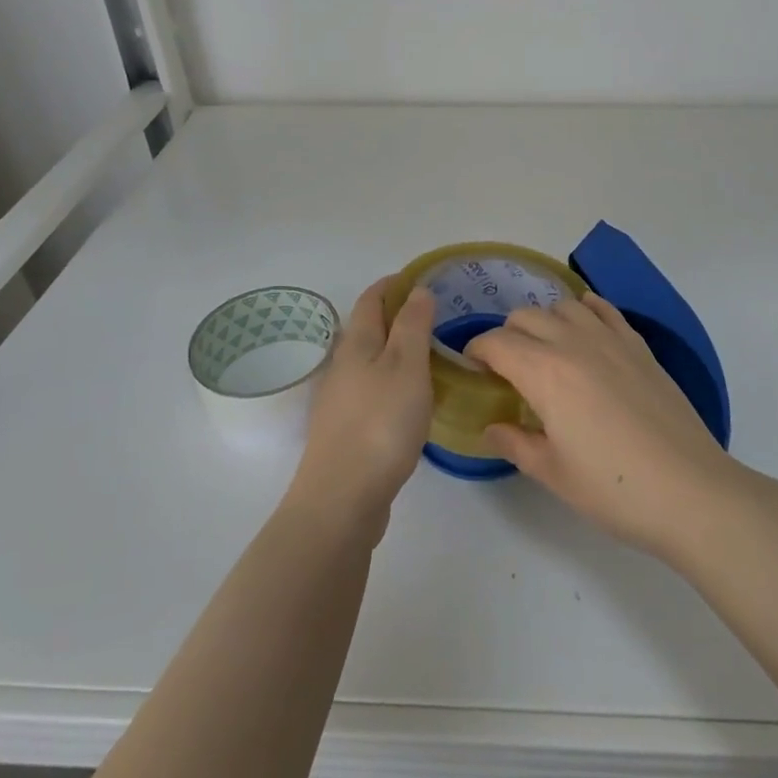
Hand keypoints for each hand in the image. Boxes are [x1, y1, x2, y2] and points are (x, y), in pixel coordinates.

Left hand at [285, 280, 434, 543]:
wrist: (341, 499)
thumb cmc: (380, 423)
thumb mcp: (407, 366)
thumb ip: (413, 326)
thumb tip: (416, 290)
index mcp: (357, 344)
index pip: (372, 298)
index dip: (394, 283)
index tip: (421, 278)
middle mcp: (343, 366)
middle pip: (368, 328)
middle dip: (397, 315)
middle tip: (436, 316)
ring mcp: (341, 400)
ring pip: (370, 361)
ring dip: (396, 350)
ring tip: (431, 354)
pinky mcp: (346, 431)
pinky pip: (372, 390)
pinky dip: (393, 381)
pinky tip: (412, 399)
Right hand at [465, 294, 743, 558]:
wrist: (690, 490)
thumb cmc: (614, 489)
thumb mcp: (553, 473)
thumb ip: (515, 443)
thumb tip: (491, 427)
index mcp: (544, 372)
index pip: (496, 343)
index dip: (476, 351)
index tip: (473, 370)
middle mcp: (573, 343)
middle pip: (525, 317)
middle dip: (506, 336)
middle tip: (507, 369)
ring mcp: (611, 339)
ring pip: (563, 306)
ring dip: (544, 321)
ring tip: (545, 351)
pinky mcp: (639, 345)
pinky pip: (604, 309)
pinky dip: (585, 309)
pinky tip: (584, 326)